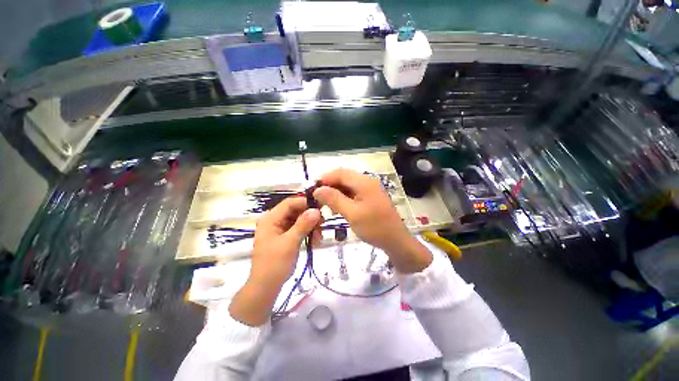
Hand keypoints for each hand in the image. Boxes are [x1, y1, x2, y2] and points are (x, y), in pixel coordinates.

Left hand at [229, 197, 320, 325]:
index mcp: (270, 219)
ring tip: (319, 236)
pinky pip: (298, 229)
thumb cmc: (275, 264)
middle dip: (310, 216)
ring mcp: (279, 229)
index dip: (305, 203)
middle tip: (323, 223)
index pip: (290, 203)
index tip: (321, 207)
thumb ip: (303, 224)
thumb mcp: (290, 243)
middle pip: (295, 211)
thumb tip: (316, 210)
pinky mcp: (284, 237)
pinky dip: (307, 232)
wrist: (265, 288)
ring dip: (310, 226)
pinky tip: (315, 240)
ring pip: (298, 220)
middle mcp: (274, 221)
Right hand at [313, 168, 431, 273]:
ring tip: (327, 205)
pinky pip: (353, 192)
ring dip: (336, 192)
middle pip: (343, 177)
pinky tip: (338, 207)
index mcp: (364, 182)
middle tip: (319, 200)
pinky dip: (343, 198)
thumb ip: (334, 199)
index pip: (339, 172)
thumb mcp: (352, 214)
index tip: (313, 190)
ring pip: (347, 185)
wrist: (396, 240)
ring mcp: (369, 189)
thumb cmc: (375, 227)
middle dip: (329, 186)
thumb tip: (317, 189)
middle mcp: (367, 181)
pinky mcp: (369, 197)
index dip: (324, 179)